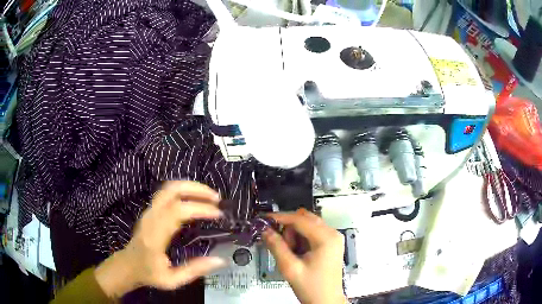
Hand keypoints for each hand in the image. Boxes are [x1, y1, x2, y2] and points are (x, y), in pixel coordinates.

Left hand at [94, 181, 225, 297]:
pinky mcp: (150, 210)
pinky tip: (195, 198)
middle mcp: (151, 217)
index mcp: (155, 235)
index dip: (199, 208)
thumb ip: (195, 270)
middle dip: (196, 189)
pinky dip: (183, 190)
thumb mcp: (172, 280)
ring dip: (190, 187)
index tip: (218, 214)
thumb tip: (220, 260)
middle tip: (216, 198)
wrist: (128, 265)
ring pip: (168, 187)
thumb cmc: (149, 274)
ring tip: (209, 195)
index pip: (177, 211)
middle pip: (172, 190)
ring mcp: (149, 211)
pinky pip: (167, 192)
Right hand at [263, 209, 346, 303]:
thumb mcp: (290, 268)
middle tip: (281, 245)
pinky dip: (301, 239)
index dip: (280, 217)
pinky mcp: (331, 244)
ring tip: (291, 253)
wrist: (326, 301)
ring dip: (295, 234)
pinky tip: (298, 253)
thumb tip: (265, 231)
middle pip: (305, 219)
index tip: (264, 219)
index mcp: (326, 238)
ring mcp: (333, 238)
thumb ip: (277, 247)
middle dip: (289, 228)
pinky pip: (312, 233)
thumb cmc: (311, 287)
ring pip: (308, 225)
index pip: (300, 219)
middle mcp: (333, 234)